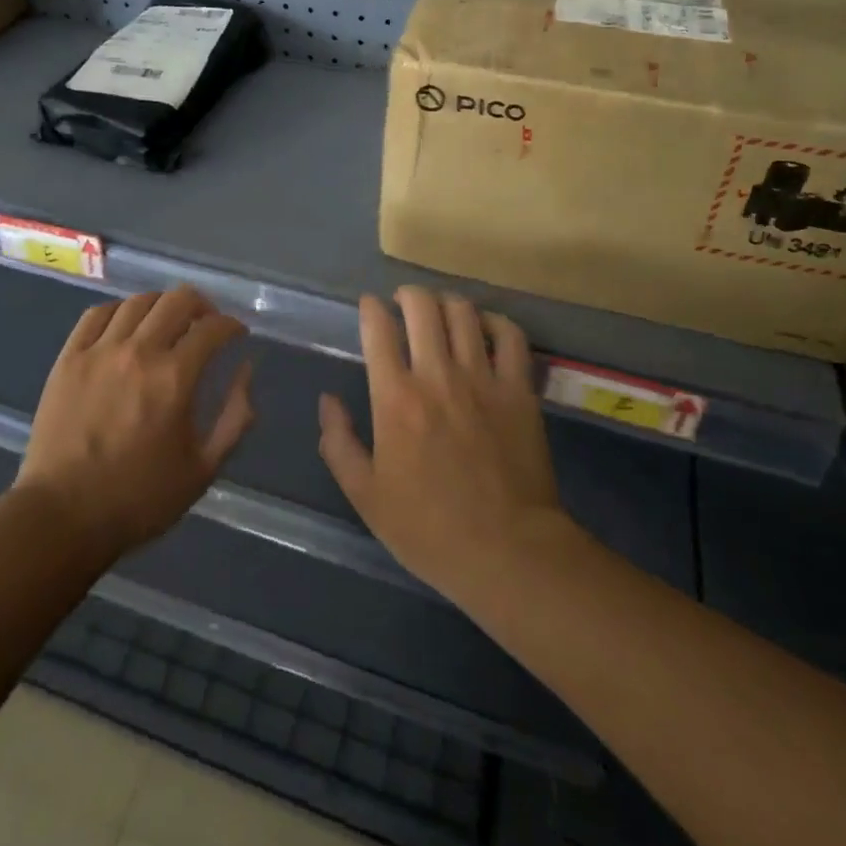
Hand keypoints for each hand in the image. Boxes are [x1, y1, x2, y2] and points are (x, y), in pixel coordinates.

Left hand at [17, 286, 255, 562]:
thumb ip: (235, 417)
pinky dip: (120, 311)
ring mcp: (99, 351)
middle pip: (178, 300)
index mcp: (175, 378)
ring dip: (162, 306)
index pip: (213, 328)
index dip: (232, 326)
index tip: (236, 335)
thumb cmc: (139, 498)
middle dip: (203, 305)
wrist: (62, 516)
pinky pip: (97, 314)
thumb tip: (245, 371)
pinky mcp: (68, 358)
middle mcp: (139, 352)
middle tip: (207, 324)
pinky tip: (126, 326)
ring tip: (167, 323)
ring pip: (139, 301)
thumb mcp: (204, 469)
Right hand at [318, 286, 566, 604]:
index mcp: (395, 398)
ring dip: (446, 302)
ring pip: (463, 312)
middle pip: (421, 307)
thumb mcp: (366, 496)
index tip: (369, 306)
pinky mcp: (519, 390)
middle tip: (403, 302)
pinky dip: (495, 321)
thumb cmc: (428, 528)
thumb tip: (327, 401)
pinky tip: (485, 326)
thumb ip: (339, 443)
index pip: (378, 329)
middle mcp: (437, 375)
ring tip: (440, 310)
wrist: (507, 551)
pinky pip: (510, 336)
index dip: (371, 308)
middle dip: (407, 294)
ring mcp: (483, 378)